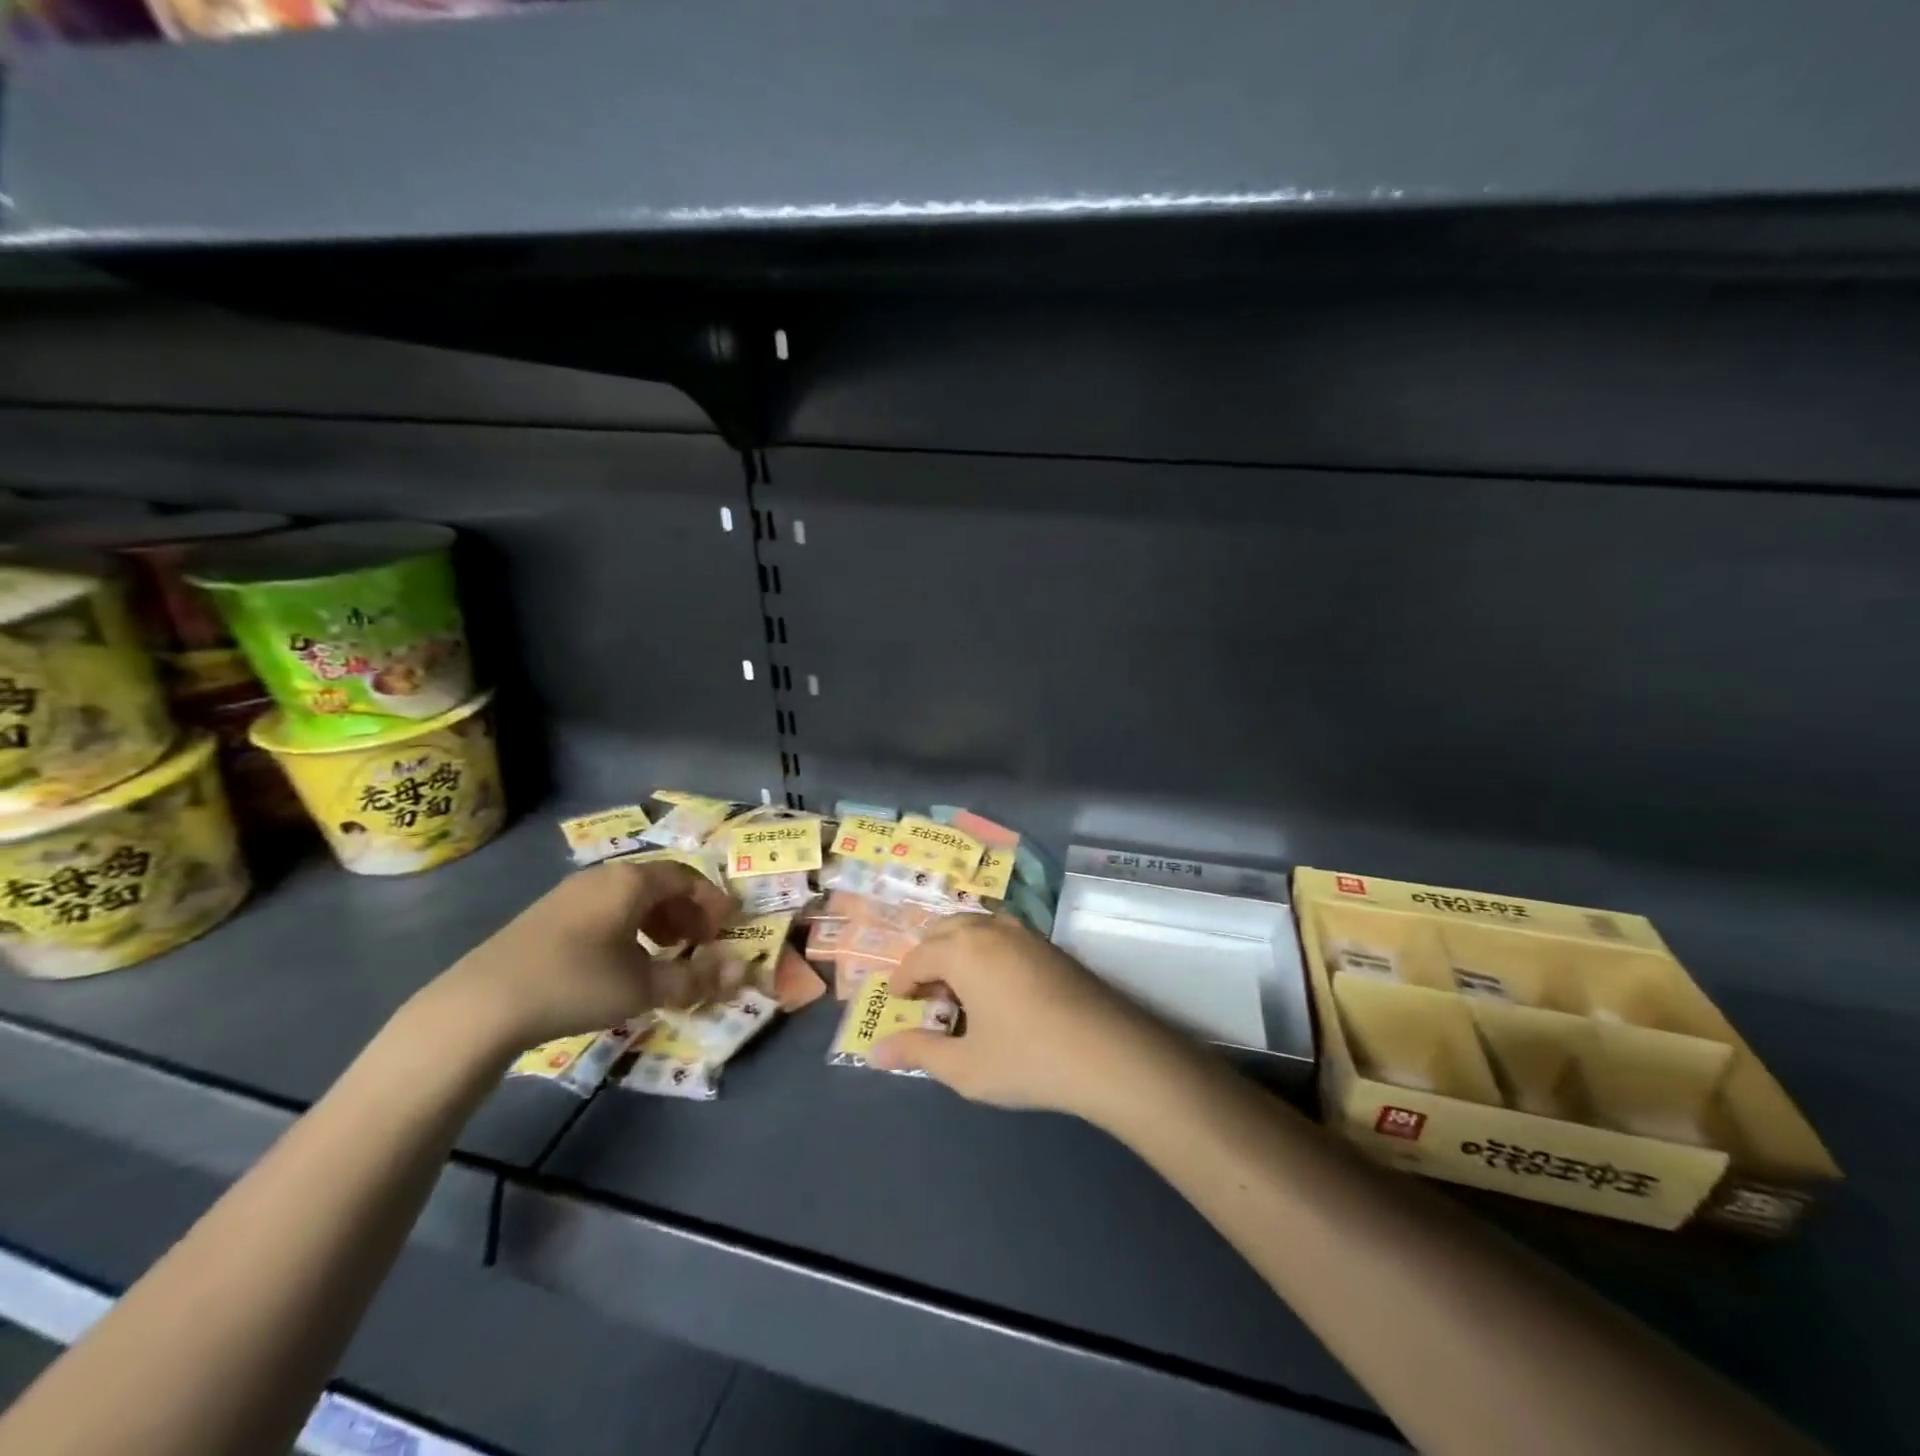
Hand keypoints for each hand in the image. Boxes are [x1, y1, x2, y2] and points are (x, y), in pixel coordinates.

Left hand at [423, 860, 740, 1054]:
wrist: (481, 1004)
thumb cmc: (576, 983)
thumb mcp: (643, 987)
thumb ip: (694, 979)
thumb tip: (739, 975)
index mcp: (631, 882)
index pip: (686, 877)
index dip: (711, 901)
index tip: (726, 927)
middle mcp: (602, 877)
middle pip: (658, 884)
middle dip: (686, 912)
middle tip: (699, 943)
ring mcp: (570, 894)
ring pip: (629, 897)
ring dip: (657, 921)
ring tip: (664, 954)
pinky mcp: (546, 915)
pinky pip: (603, 909)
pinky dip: (627, 927)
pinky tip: (621, 961)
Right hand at [871, 913, 1166, 1118]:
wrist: (1108, 1052)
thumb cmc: (1027, 1059)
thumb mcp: (964, 1066)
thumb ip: (917, 1053)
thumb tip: (876, 1052)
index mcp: (963, 949)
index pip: (916, 956)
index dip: (902, 983)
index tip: (900, 1008)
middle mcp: (990, 928)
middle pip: (943, 930)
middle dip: (927, 960)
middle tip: (928, 1001)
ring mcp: (1023, 931)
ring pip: (974, 927)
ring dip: (956, 952)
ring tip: (960, 996)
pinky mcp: (1047, 944)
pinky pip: (1000, 935)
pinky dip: (983, 951)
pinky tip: (995, 991)